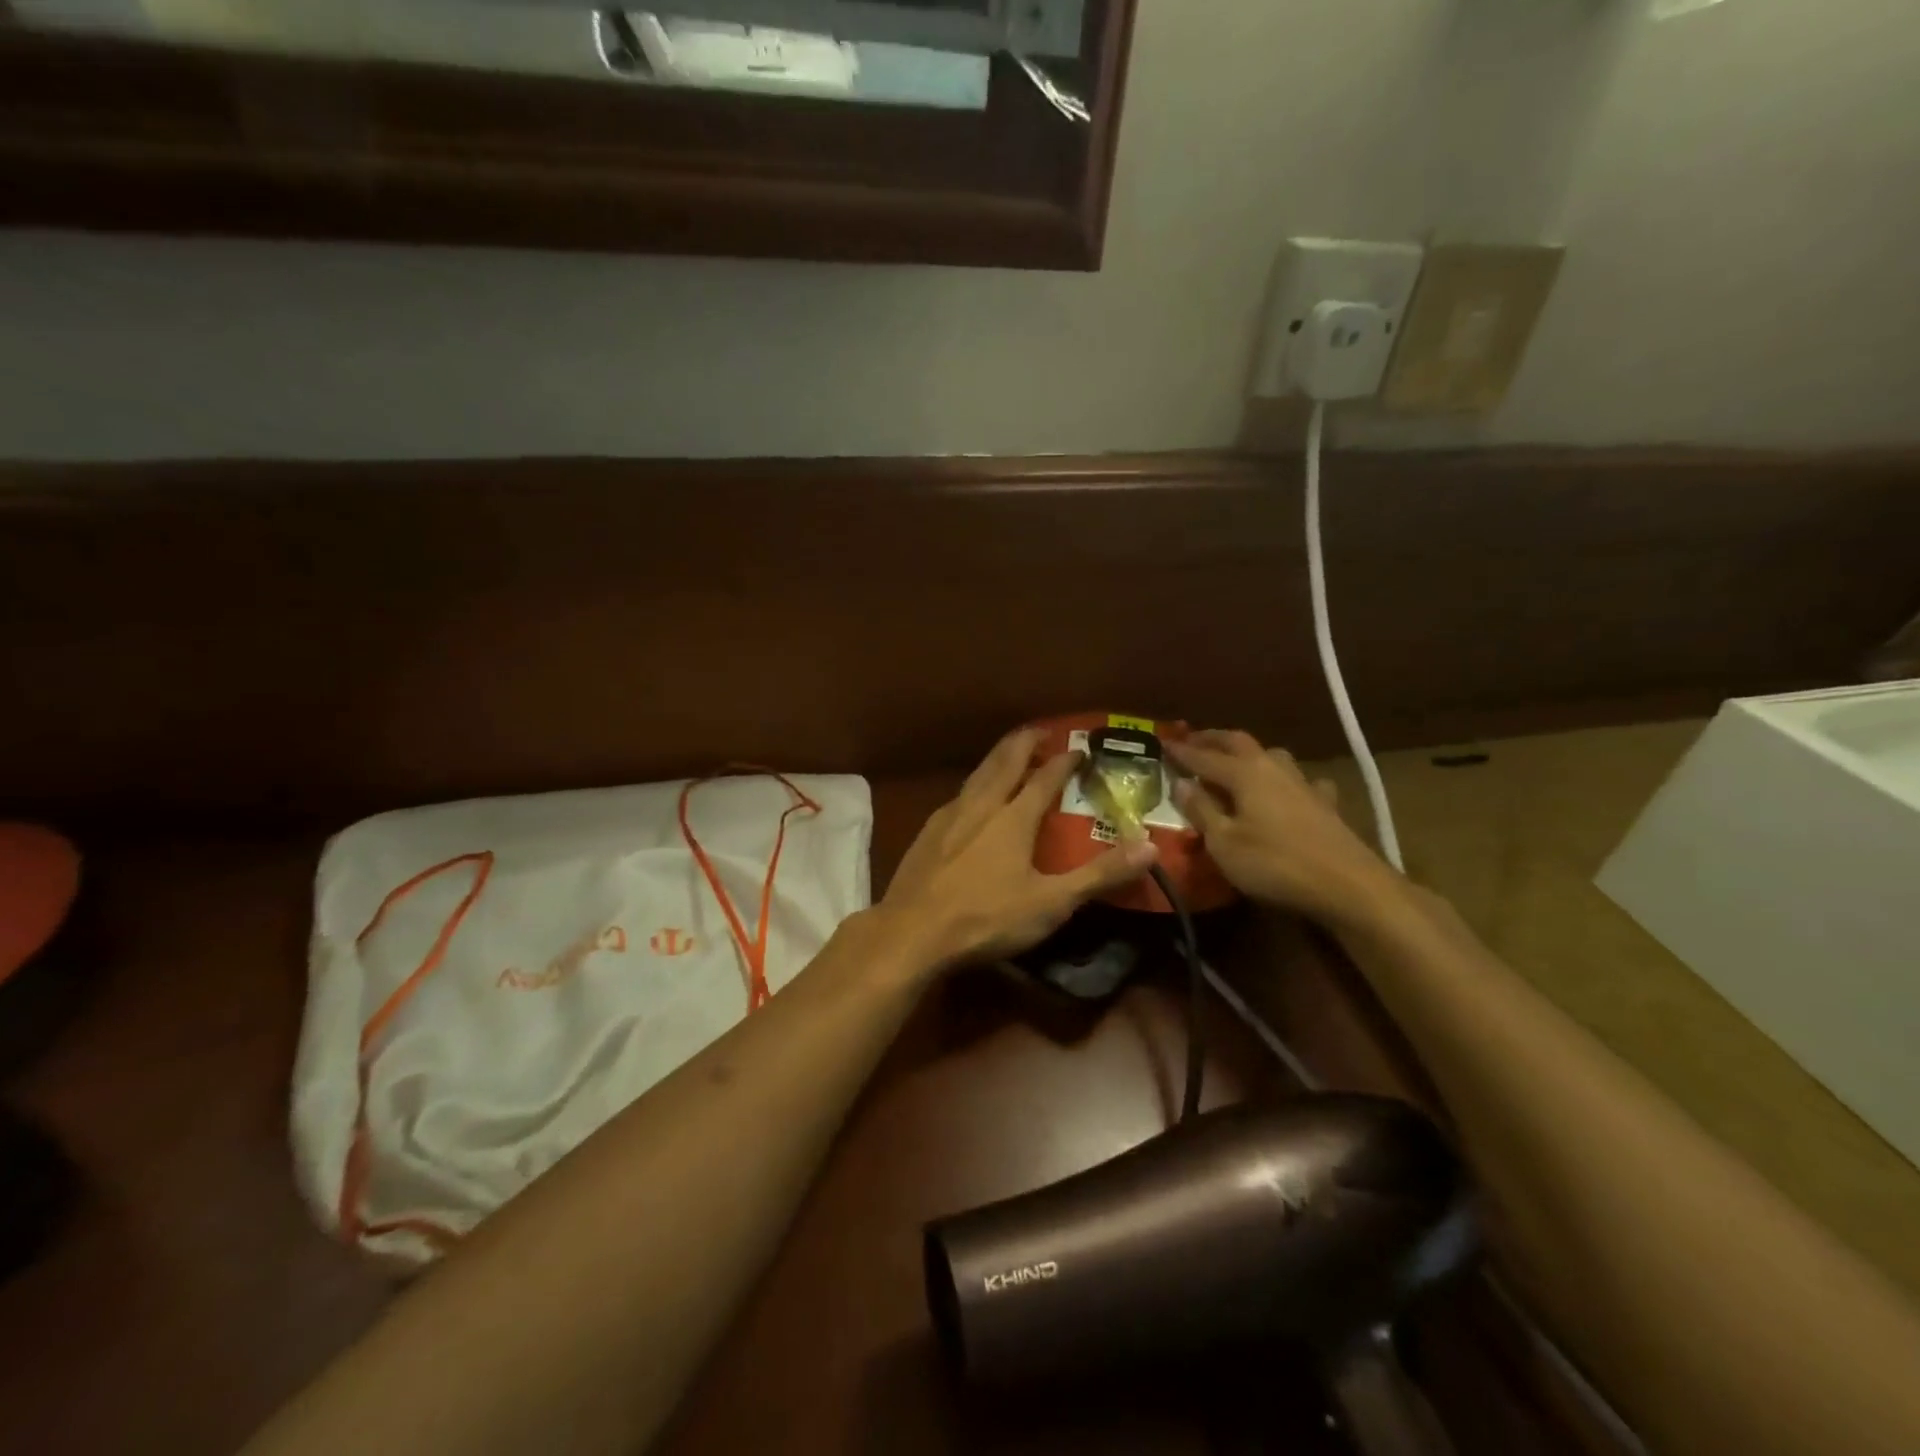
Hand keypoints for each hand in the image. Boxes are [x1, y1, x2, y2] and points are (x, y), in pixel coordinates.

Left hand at [874, 728, 1157, 972]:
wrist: (911, 932)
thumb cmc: (986, 918)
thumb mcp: (1051, 903)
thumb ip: (1099, 875)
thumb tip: (1149, 847)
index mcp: (1014, 818)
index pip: (1045, 778)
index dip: (1065, 761)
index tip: (1080, 748)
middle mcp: (981, 805)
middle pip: (1005, 762)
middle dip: (1025, 742)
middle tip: (1040, 730)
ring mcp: (949, 816)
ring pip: (978, 774)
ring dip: (997, 758)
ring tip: (1008, 752)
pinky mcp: (927, 832)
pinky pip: (958, 794)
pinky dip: (974, 783)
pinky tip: (970, 796)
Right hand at [1166, 729, 1400, 931]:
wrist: (1349, 885)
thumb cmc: (1275, 864)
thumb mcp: (1224, 842)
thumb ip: (1201, 810)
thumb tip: (1179, 783)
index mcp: (1244, 773)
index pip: (1204, 756)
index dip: (1181, 751)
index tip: (1162, 743)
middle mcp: (1273, 767)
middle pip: (1239, 742)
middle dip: (1213, 739)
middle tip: (1193, 740)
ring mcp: (1303, 783)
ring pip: (1271, 755)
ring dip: (1248, 754)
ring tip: (1234, 761)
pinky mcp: (1325, 804)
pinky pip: (1300, 781)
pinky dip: (1285, 780)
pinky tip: (1288, 791)